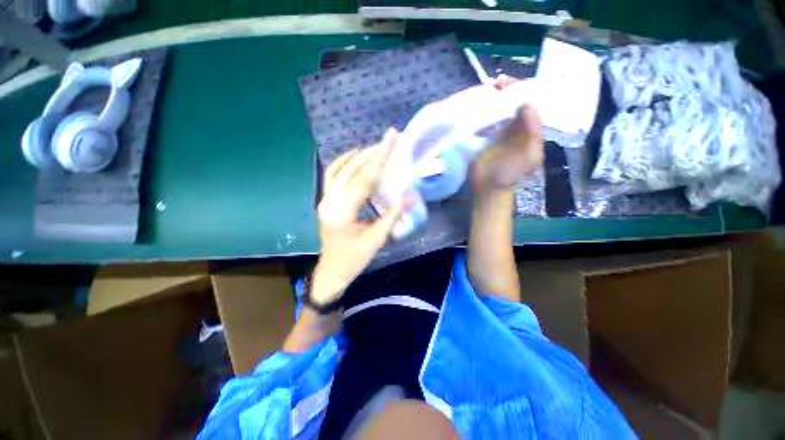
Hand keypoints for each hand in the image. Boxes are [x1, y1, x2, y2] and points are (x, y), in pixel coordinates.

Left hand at [311, 129, 409, 305]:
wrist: (333, 270)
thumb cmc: (355, 259)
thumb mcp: (377, 240)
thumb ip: (392, 216)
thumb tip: (411, 196)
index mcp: (342, 213)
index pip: (363, 179)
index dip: (380, 158)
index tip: (391, 138)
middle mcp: (329, 201)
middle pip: (351, 170)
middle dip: (372, 153)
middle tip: (389, 139)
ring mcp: (324, 199)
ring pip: (340, 169)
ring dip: (359, 156)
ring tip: (377, 147)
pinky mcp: (325, 200)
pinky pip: (332, 175)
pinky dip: (344, 162)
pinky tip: (355, 155)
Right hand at [471, 78, 544, 196]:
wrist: (488, 189)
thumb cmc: (509, 175)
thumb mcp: (528, 156)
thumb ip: (532, 133)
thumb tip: (528, 105)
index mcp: (528, 131)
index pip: (527, 106)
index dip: (520, 92)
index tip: (508, 83)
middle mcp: (514, 129)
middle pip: (512, 105)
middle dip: (506, 92)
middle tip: (495, 83)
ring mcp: (498, 134)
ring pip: (498, 111)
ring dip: (493, 100)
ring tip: (486, 90)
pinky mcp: (483, 140)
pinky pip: (485, 122)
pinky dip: (481, 113)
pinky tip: (476, 107)